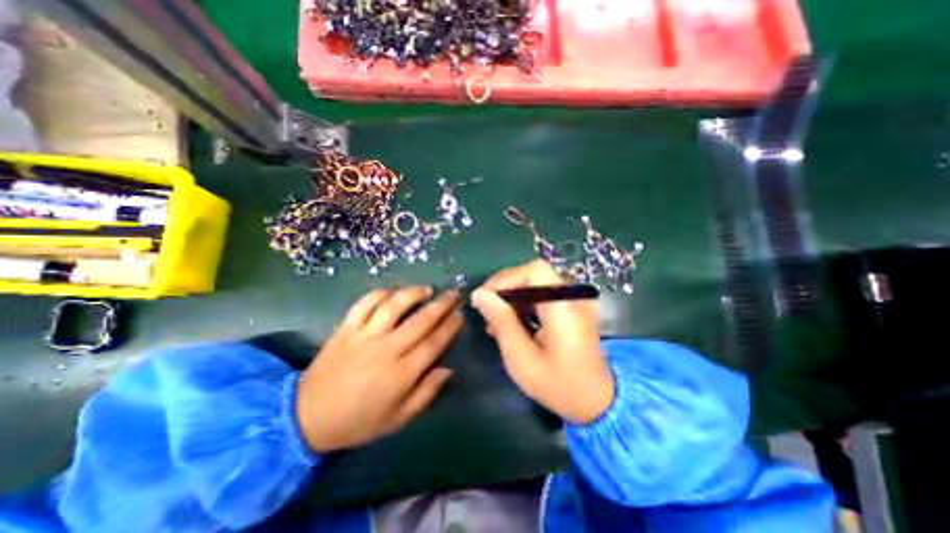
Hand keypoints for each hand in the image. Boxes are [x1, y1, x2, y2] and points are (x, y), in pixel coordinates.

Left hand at [295, 288, 462, 453]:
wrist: (307, 417)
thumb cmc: (358, 420)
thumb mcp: (398, 419)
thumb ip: (426, 393)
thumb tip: (447, 369)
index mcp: (401, 373)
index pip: (433, 343)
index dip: (449, 327)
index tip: (459, 315)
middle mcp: (386, 349)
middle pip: (419, 320)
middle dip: (440, 305)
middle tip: (452, 294)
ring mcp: (364, 336)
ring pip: (393, 306)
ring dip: (412, 294)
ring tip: (426, 289)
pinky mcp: (346, 329)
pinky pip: (364, 304)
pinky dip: (379, 294)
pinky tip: (391, 293)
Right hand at [472, 261, 615, 426]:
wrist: (599, 403)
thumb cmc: (559, 386)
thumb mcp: (522, 359)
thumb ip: (502, 322)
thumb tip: (479, 294)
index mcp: (563, 307)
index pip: (535, 270)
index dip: (508, 278)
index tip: (486, 298)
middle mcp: (572, 297)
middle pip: (534, 274)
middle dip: (506, 287)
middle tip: (487, 309)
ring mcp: (574, 302)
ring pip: (536, 283)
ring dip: (513, 295)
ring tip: (495, 319)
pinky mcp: (571, 309)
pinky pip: (543, 295)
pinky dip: (524, 303)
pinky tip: (512, 322)